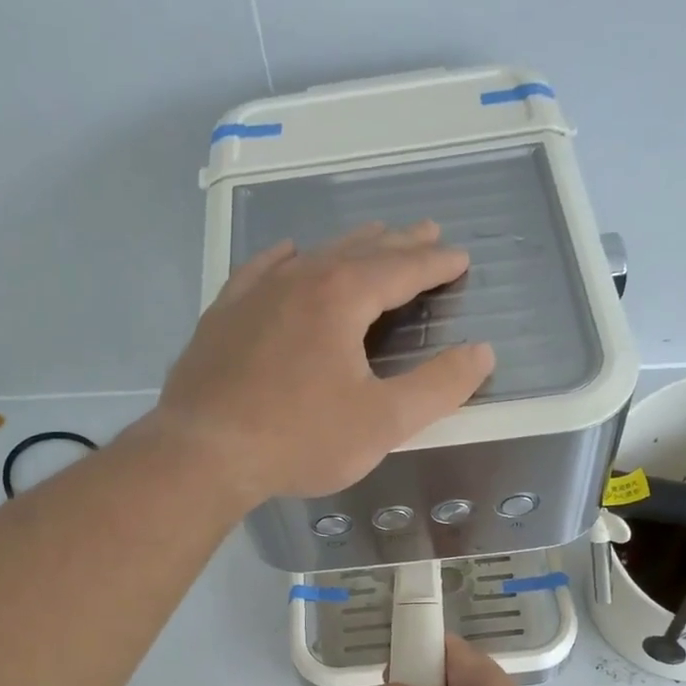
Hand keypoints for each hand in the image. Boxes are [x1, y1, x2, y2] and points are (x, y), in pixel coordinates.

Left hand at [152, 222, 494, 504]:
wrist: (203, 453)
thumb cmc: (300, 439)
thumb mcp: (383, 422)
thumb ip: (438, 387)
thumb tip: (482, 353)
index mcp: (342, 297)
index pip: (402, 269)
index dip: (436, 263)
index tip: (459, 257)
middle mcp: (299, 279)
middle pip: (360, 251)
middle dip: (398, 243)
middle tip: (425, 232)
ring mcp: (255, 293)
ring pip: (313, 255)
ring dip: (348, 246)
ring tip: (371, 238)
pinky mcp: (223, 315)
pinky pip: (261, 270)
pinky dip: (285, 259)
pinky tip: (288, 254)